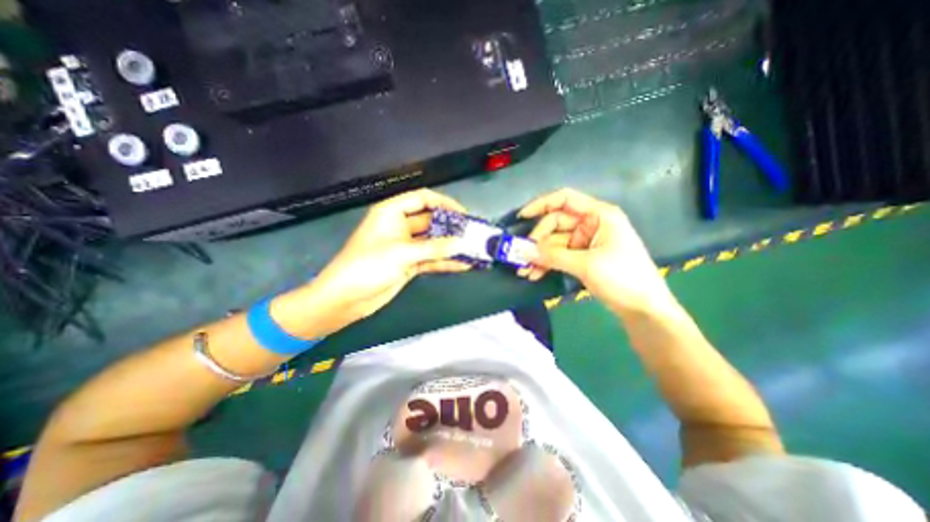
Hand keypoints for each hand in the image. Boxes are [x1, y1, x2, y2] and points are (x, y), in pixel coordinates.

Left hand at [274, 190, 469, 335]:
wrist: (346, 299)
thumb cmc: (367, 266)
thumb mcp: (401, 253)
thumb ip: (434, 248)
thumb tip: (462, 244)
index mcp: (392, 213)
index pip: (422, 199)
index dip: (444, 203)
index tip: (463, 214)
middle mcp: (400, 227)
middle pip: (431, 221)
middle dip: (451, 227)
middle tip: (472, 234)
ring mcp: (405, 247)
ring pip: (433, 242)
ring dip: (451, 246)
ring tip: (472, 249)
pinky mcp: (409, 264)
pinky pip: (431, 259)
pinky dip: (445, 262)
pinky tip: (463, 265)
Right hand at [515, 190, 677, 315]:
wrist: (644, 309)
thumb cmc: (623, 278)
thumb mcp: (586, 265)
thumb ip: (552, 256)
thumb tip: (521, 251)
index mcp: (598, 215)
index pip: (565, 199)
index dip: (541, 205)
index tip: (522, 217)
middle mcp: (590, 224)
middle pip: (554, 225)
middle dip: (537, 242)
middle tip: (522, 258)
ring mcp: (585, 242)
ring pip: (554, 243)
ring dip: (538, 256)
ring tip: (524, 271)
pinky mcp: (582, 258)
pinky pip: (558, 256)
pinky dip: (546, 264)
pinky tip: (534, 274)